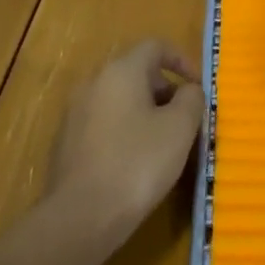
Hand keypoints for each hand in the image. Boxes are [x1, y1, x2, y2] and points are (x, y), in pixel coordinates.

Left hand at [47, 39, 201, 236]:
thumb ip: (191, 99)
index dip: (181, 60)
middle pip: (136, 72)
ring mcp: (74, 112)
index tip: (198, 86)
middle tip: (185, 119)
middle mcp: (93, 82)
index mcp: (120, 71)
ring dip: (145, 112)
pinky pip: (103, 123)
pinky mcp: (66, 142)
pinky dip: (124, 130)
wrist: (80, 217)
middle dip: (165, 90)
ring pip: (119, 99)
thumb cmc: (137, 163)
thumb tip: (188, 90)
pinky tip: (136, 162)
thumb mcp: (180, 128)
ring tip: (164, 143)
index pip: (155, 47)